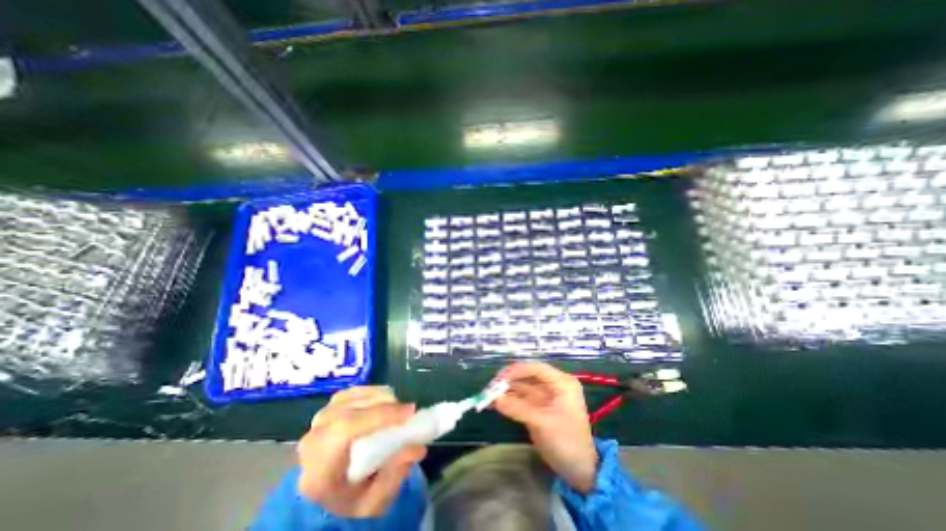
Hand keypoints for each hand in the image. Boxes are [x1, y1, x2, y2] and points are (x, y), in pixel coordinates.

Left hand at [296, 385, 426, 518]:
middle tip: (408, 412)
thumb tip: (417, 448)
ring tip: (398, 409)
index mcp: (318, 471)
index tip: (409, 413)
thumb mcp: (374, 502)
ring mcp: (318, 421)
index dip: (380, 415)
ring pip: (352, 397)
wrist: (329, 494)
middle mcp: (313, 440)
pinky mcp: (328, 409)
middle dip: (383, 406)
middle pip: (350, 410)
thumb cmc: (351, 500)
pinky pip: (352, 392)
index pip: (345, 430)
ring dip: (379, 398)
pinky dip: (371, 393)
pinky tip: (384, 402)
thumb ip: (394, 476)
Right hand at [496, 362, 595, 494]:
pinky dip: (507, 401)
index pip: (535, 368)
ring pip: (520, 387)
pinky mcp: (536, 407)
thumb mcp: (543, 424)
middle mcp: (552, 385)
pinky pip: (519, 399)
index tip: (499, 379)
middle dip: (507, 381)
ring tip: (486, 397)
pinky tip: (493, 404)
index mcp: (561, 382)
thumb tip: (495, 399)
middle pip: (526, 376)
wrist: (580, 471)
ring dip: (504, 391)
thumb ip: (518, 409)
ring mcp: (544, 396)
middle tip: (489, 389)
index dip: (516, 371)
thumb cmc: (567, 442)